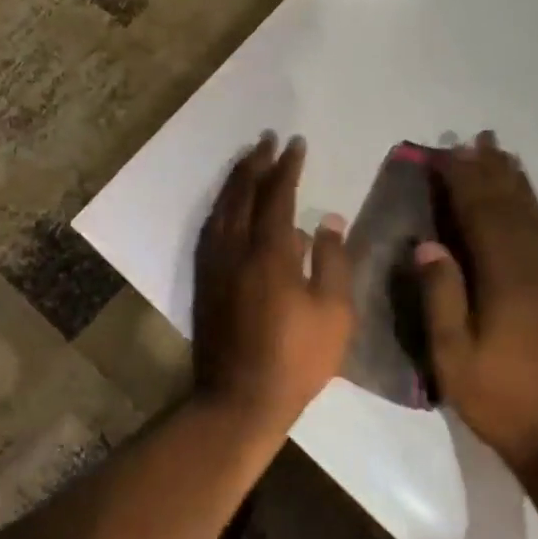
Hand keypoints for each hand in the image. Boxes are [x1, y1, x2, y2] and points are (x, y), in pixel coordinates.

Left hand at [193, 134, 354, 432]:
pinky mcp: (204, 280)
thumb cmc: (296, 358)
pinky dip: (220, 206)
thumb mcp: (333, 313)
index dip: (287, 167)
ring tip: (247, 160)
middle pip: (243, 193)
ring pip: (221, 208)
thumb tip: (327, 219)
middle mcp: (236, 248)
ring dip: (235, 180)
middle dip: (256, 163)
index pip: (277, 195)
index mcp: (270, 252)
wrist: (239, 399)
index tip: (295, 143)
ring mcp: (215, 264)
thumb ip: (332, 260)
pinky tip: (226, 205)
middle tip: (267, 139)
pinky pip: (210, 228)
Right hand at [416, 133, 537, 473]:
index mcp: (505, 278)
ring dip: (522, 184)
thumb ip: (441, 298)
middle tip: (478, 138)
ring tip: (507, 155)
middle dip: (492, 170)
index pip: (479, 214)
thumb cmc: (503, 400)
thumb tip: (427, 244)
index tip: (446, 153)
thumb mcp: (454, 357)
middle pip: (512, 206)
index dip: (461, 181)